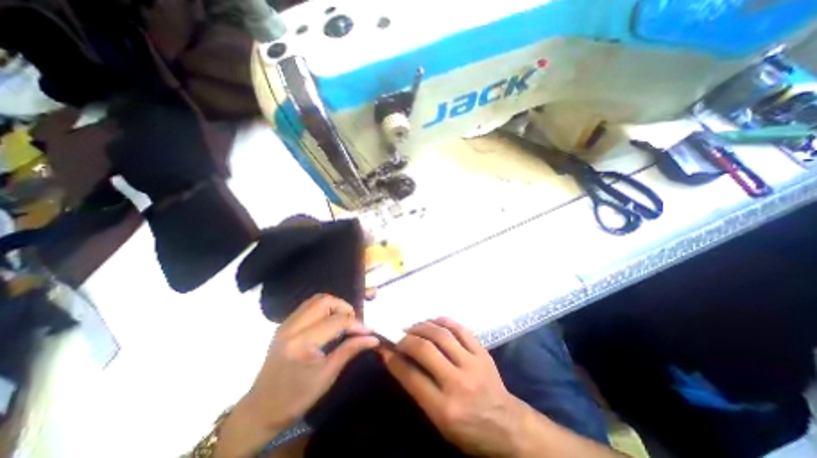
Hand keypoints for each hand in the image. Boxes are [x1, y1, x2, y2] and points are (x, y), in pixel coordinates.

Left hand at [248, 294, 379, 428]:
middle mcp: (292, 326)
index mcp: (301, 342)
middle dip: (344, 307)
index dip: (356, 324)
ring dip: (334, 305)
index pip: (336, 321)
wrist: (261, 410)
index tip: (369, 331)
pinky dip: (323, 308)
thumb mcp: (327, 375)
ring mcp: (286, 324)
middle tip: (353, 322)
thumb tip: (373, 338)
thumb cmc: (296, 397)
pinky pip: (308, 306)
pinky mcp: (285, 325)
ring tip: (343, 320)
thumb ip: (350, 350)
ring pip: (316, 300)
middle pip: (324, 301)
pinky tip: (329, 322)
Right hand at [382, 319, 534, 456]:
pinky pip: (460, 329)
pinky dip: (444, 321)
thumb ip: (418, 389)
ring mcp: (473, 363)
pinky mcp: (482, 352)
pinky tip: (434, 321)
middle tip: (399, 336)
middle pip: (425, 350)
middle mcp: (458, 383)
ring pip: (442, 335)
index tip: (384, 347)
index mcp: (444, 409)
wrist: (507, 425)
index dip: (394, 359)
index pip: (411, 376)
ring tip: (413, 327)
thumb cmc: (468, 429)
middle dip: (406, 339)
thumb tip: (398, 361)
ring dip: (423, 326)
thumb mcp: (439, 421)